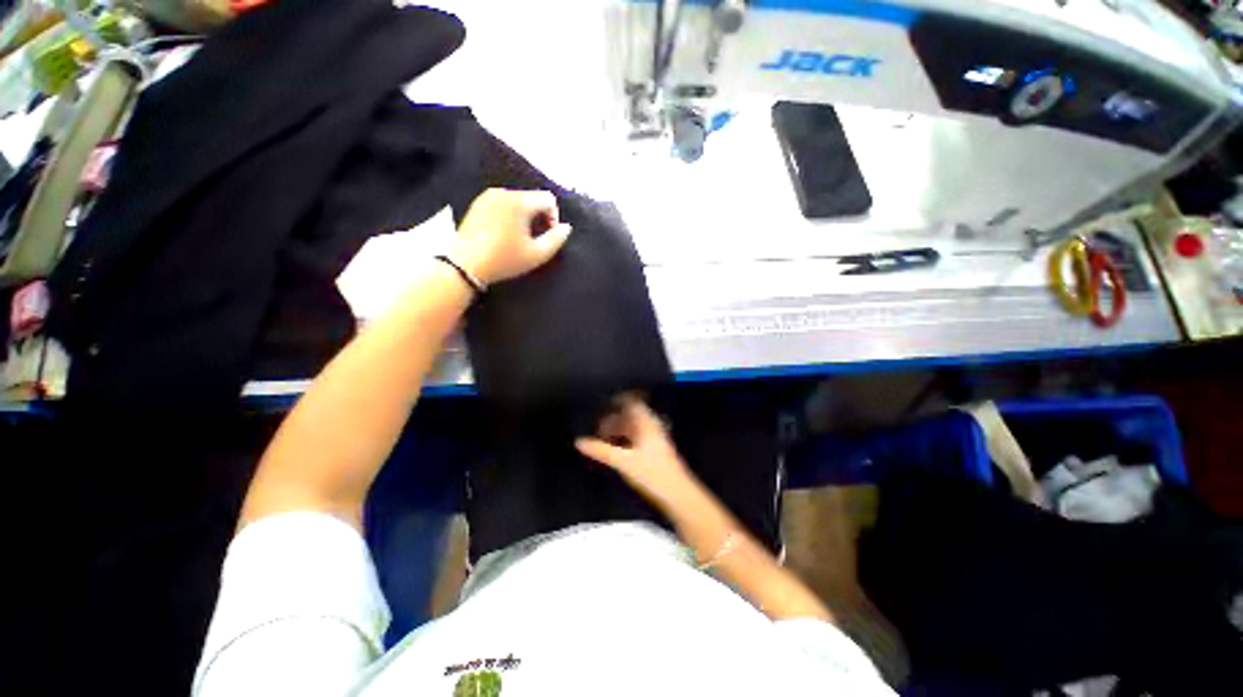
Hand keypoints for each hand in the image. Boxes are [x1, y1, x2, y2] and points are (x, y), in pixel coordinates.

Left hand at [452, 188, 572, 285]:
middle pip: (532, 198)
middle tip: (535, 239)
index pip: (548, 199)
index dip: (554, 217)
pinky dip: (510, 215)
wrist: (465, 264)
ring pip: (518, 201)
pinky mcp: (478, 203)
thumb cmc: (504, 259)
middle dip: (539, 216)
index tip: (548, 236)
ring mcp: (488, 196)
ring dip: (525, 216)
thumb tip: (566, 227)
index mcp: (519, 202)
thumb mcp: (536, 254)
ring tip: (521, 238)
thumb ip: (556, 239)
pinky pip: (503, 204)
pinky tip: (505, 234)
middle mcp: (504, 192)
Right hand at [575, 395, 693, 504]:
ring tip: (601, 437)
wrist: (678, 494)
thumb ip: (601, 450)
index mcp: (646, 423)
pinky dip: (624, 440)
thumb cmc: (652, 473)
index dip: (617, 400)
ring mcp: (654, 439)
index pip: (632, 402)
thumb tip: (579, 441)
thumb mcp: (623, 461)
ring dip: (618, 430)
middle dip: (613, 418)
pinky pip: (636, 438)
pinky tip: (614, 450)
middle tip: (596, 425)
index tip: (601, 403)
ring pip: (633, 428)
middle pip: (630, 415)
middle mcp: (651, 426)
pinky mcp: (654, 451)